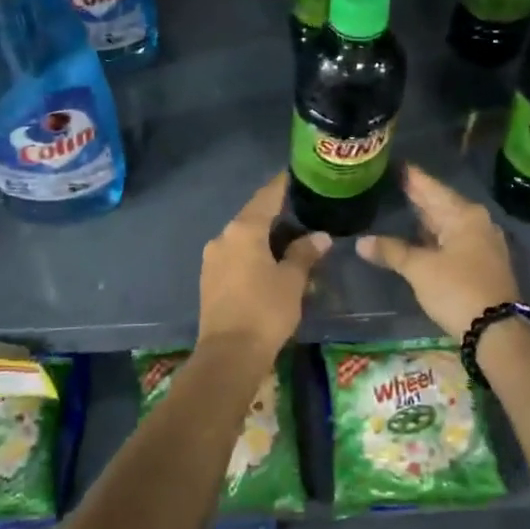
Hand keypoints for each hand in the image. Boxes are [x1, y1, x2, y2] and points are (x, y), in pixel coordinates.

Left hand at [197, 172, 331, 354]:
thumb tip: (319, 236)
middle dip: (276, 214)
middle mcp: (223, 238)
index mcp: (243, 230)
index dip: (281, 185)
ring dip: (264, 238)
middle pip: (252, 217)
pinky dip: (253, 255)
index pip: (266, 197)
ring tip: (290, 240)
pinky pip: (235, 257)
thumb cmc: (265, 310)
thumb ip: (304, 254)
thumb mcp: (292, 280)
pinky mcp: (209, 280)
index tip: (296, 174)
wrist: (228, 354)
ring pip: (243, 239)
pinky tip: (269, 264)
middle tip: (301, 212)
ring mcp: (212, 259)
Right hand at [358, 164, 519, 340]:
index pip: (432, 188)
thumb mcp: (420, 269)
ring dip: (427, 219)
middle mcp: (478, 223)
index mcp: (464, 216)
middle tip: (395, 182)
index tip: (397, 163)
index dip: (413, 178)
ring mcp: (483, 244)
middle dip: (419, 196)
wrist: (497, 330)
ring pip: (449, 224)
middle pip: (442, 204)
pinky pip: (454, 240)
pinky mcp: (483, 264)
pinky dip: (435, 237)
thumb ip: (392, 251)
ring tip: (403, 206)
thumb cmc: (457, 290)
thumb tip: (361, 242)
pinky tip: (420, 238)